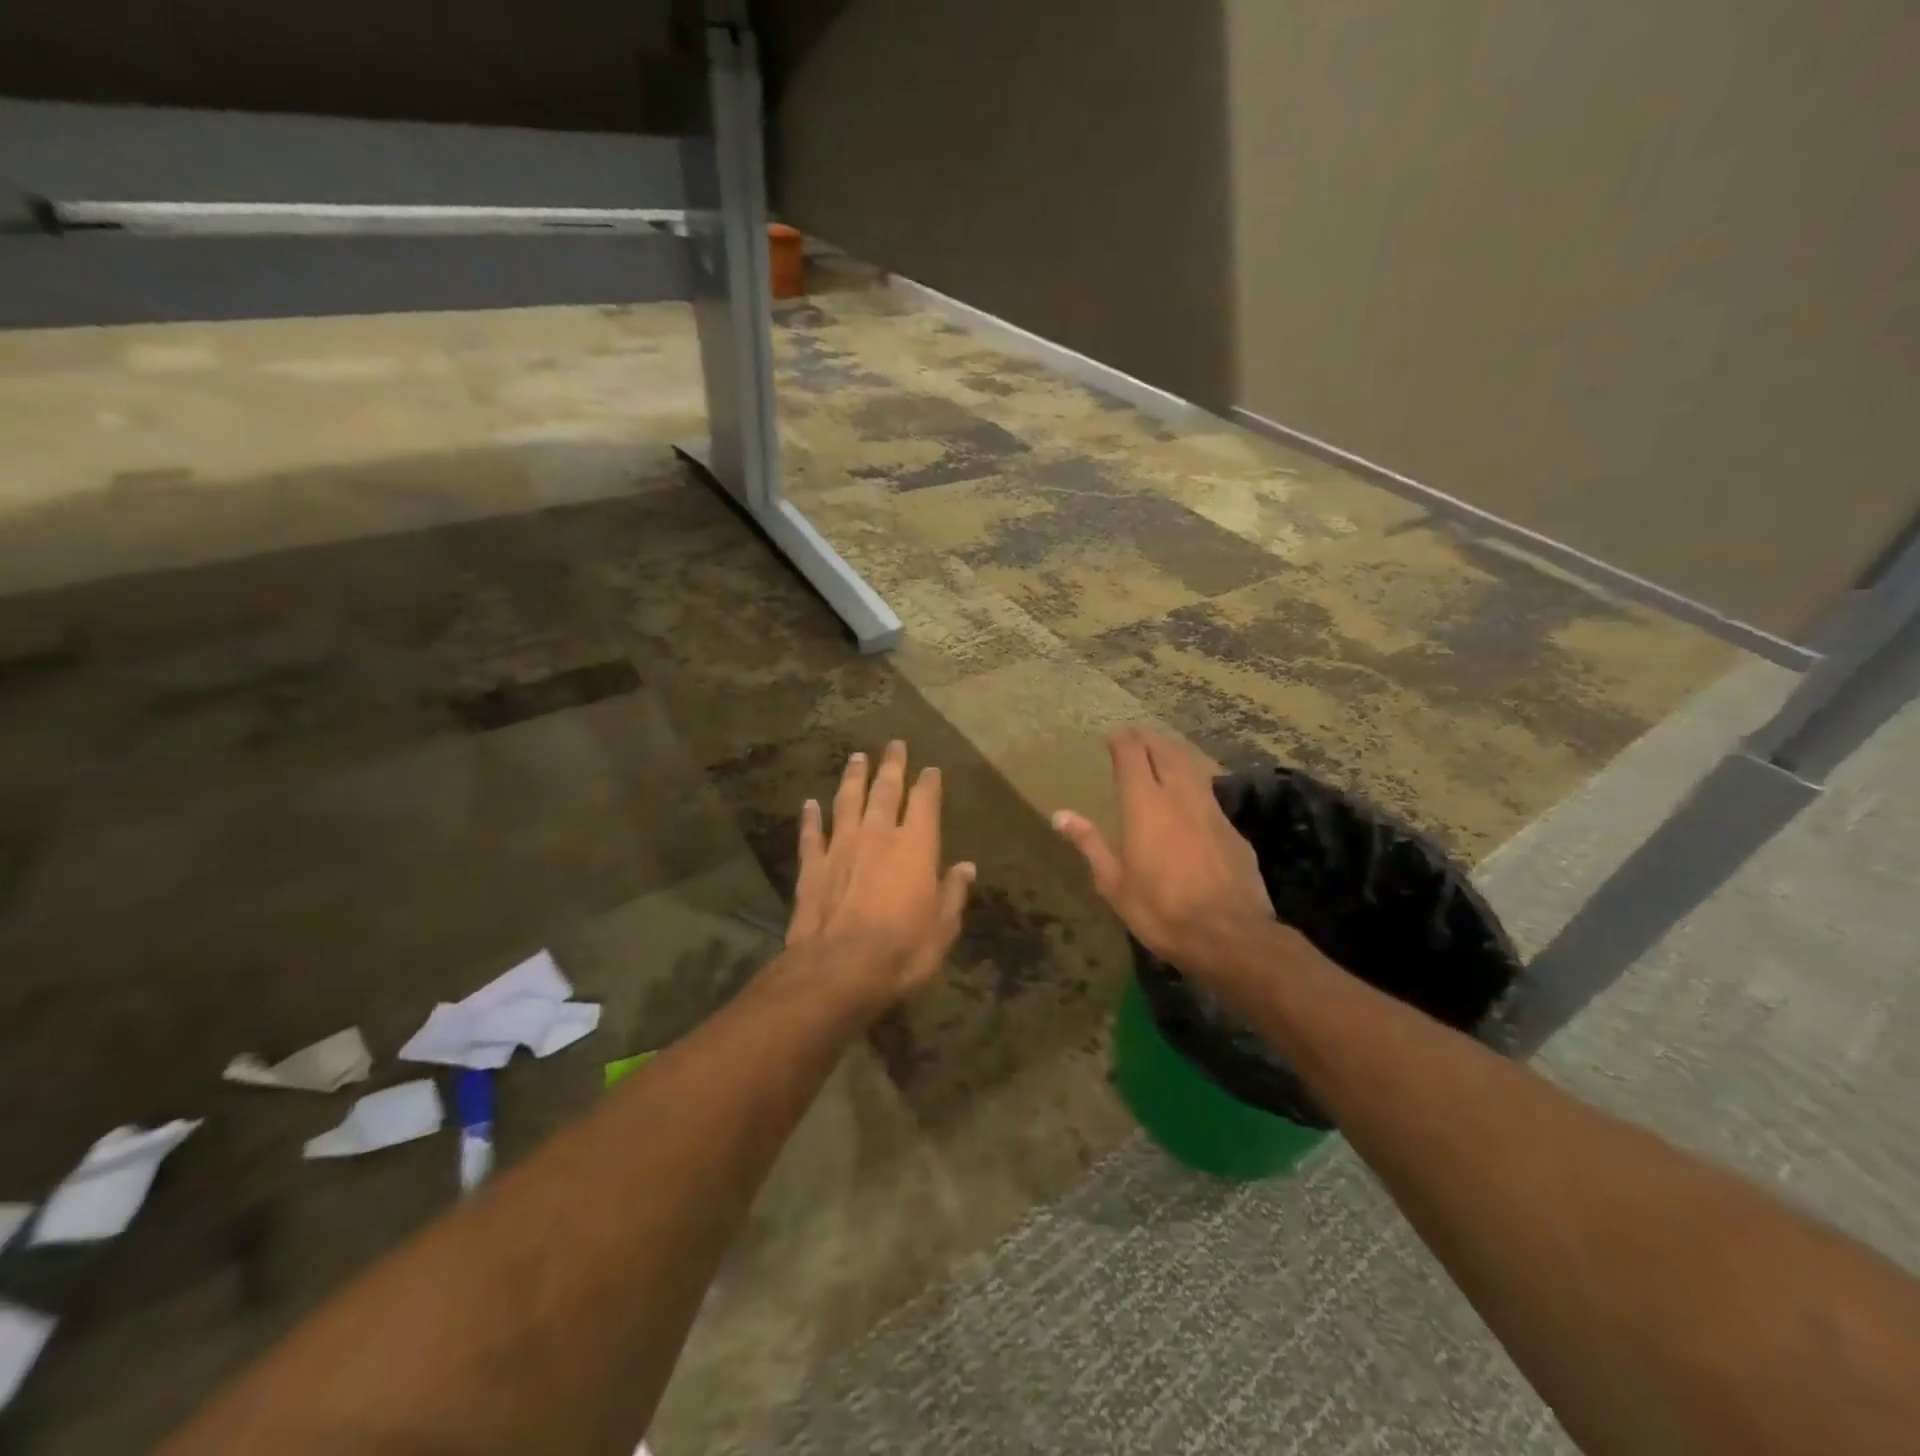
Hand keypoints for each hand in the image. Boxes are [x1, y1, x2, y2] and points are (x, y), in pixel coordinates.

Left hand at [785, 740, 975, 1011]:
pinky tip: (809, 803)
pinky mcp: (812, 866)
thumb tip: (966, 867)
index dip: (928, 784)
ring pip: (847, 802)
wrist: (839, 969)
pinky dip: (810, 817)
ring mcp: (841, 847)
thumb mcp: (942, 928)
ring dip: (853, 778)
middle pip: (885, 790)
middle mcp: (878, 835)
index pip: (924, 803)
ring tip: (856, 757)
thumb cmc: (902, 950)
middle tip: (894, 745)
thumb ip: (953, 893)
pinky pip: (811, 834)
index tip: (930, 769)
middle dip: (891, 766)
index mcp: (915, 846)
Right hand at [1052, 728, 1276, 974]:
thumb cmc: (1160, 909)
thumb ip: (1090, 843)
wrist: (1228, 935)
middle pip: (1166, 751)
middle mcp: (1179, 796)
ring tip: (1164, 751)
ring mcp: (1211, 809)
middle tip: (1137, 736)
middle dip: (1150, 739)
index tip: (1113, 738)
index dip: (1122, 741)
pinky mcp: (1232, 829)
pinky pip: (1209, 791)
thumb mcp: (1113, 882)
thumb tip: (1060, 815)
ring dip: (1175, 752)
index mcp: (1145, 804)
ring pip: (1193, 766)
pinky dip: (1195, 781)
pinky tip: (1191, 795)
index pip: (1133, 755)